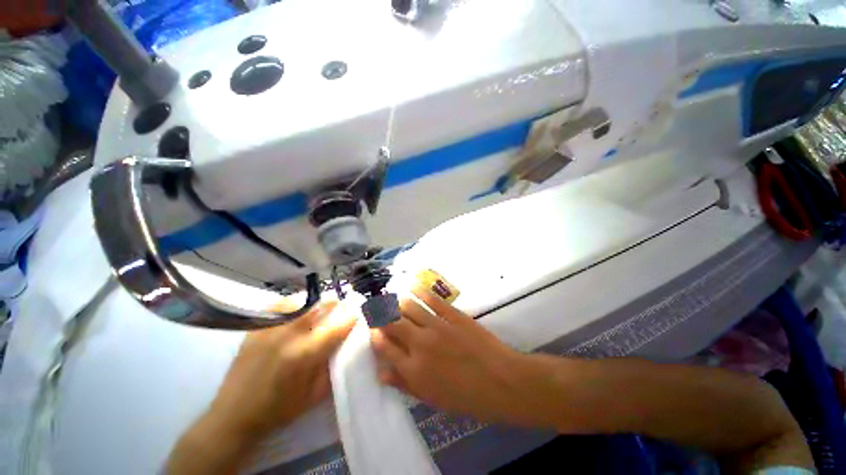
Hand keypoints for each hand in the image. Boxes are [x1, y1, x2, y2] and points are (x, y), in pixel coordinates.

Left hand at [209, 301, 355, 437]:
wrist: (234, 415)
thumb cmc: (278, 409)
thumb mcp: (314, 395)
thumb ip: (332, 367)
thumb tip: (344, 344)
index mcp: (305, 354)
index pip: (336, 326)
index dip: (350, 318)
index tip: (355, 315)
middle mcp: (288, 335)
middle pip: (319, 306)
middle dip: (334, 303)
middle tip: (340, 306)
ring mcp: (270, 329)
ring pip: (300, 300)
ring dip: (315, 301)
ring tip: (319, 305)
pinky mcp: (256, 329)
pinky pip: (278, 305)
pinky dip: (293, 302)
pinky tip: (297, 308)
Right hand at [371, 286, 548, 426]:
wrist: (502, 381)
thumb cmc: (468, 397)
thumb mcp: (433, 399)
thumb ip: (406, 384)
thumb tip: (382, 373)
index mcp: (414, 369)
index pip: (384, 347)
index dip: (375, 335)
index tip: (373, 328)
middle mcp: (420, 344)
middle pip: (392, 322)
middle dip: (381, 314)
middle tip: (378, 308)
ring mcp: (437, 326)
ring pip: (409, 306)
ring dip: (398, 301)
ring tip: (394, 298)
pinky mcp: (452, 314)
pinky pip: (431, 299)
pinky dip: (419, 291)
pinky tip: (413, 286)